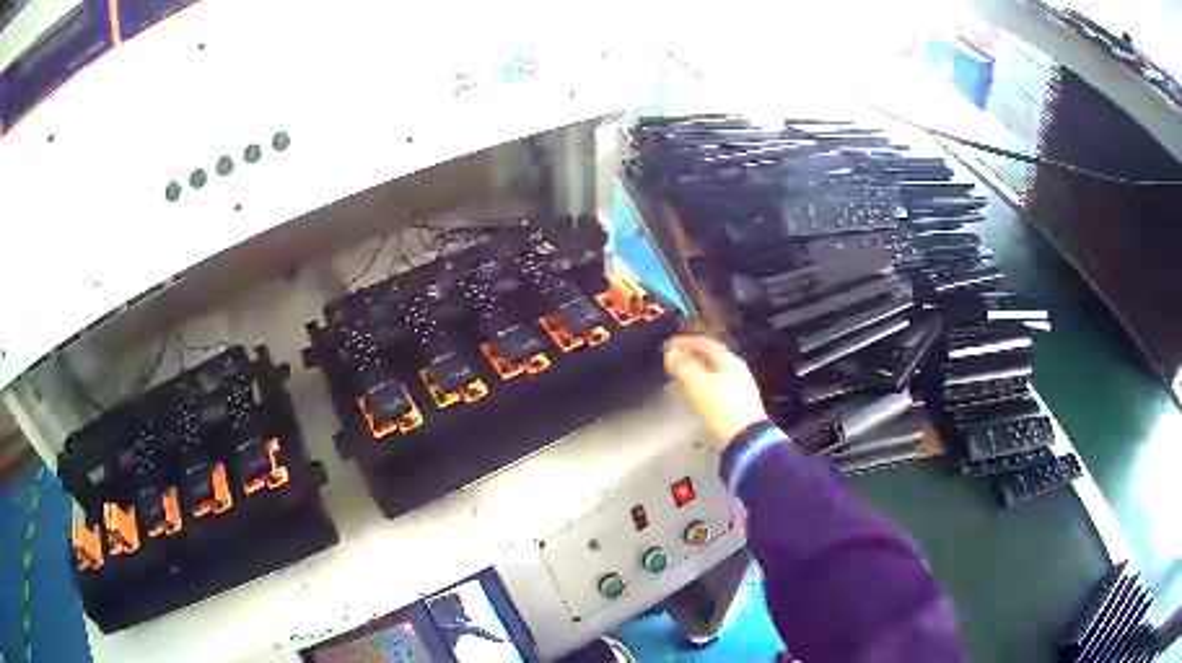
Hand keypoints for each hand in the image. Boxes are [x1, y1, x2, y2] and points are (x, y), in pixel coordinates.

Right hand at [663, 334, 767, 446]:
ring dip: (696, 371)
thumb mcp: (698, 385)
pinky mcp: (739, 403)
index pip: (704, 343)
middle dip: (690, 357)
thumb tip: (671, 353)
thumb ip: (682, 366)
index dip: (684, 342)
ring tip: (680, 377)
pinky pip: (717, 385)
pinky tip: (695, 394)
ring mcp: (740, 386)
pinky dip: (703, 384)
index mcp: (729, 361)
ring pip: (714, 372)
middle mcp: (737, 370)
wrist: (746, 440)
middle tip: (673, 362)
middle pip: (711, 357)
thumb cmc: (721, 409)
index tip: (667, 346)